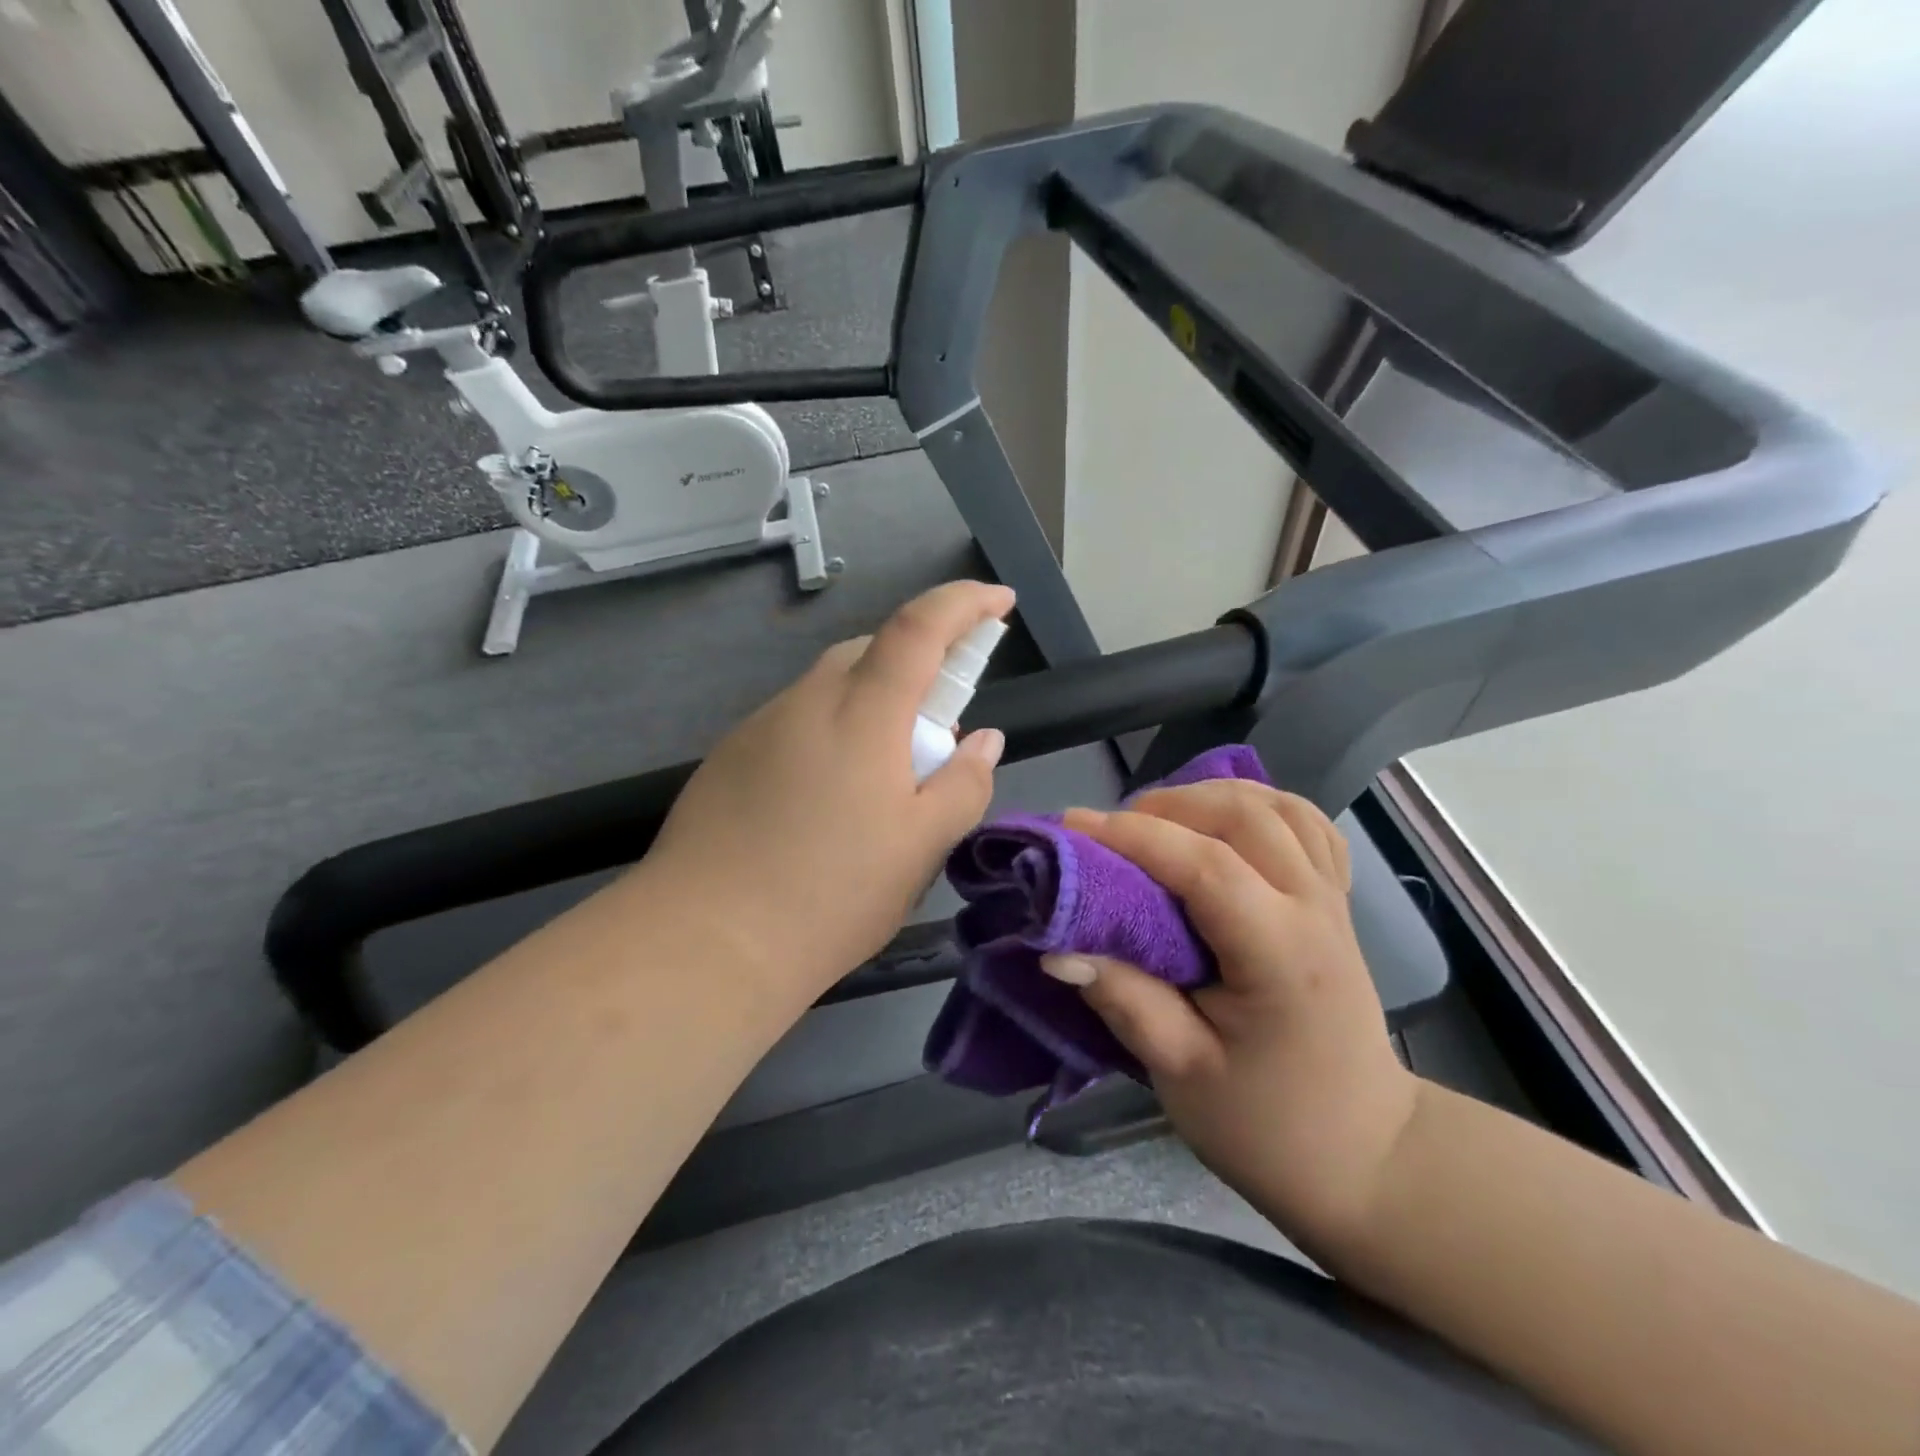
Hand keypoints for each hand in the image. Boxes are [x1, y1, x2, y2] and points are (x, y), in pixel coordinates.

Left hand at [637, 581, 1012, 995]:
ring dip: (872, 706)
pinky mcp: (729, 757)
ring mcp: (759, 727)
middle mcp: (806, 702)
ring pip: (831, 689)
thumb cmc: (829, 894)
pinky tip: (827, 802)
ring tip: (884, 781)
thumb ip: (963, 784)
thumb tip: (983, 740)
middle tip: (940, 733)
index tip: (1000, 602)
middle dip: (918, 668)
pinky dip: (831, 735)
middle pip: (871, 652)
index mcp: (861, 714)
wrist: (703, 942)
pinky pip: (797, 723)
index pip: (919, 628)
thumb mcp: (921, 848)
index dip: (965, 603)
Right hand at [1046, 782, 1419, 1255]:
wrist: (1365, 1156)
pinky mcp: (1335, 902)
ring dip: (1209, 798)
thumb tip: (1057, 948)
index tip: (1071, 827)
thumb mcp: (1183, 1074)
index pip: (1206, 866)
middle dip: (1168, 807)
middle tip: (1112, 831)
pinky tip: (1220, 825)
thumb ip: (1124, 1001)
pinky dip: (1255, 807)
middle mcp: (1315, 910)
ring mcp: (1333, 900)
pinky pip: (1304, 825)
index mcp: (1281, 955)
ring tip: (1158, 822)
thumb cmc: (1269, 1125)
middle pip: (1244, 817)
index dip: (1134, 837)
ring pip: (1277, 807)